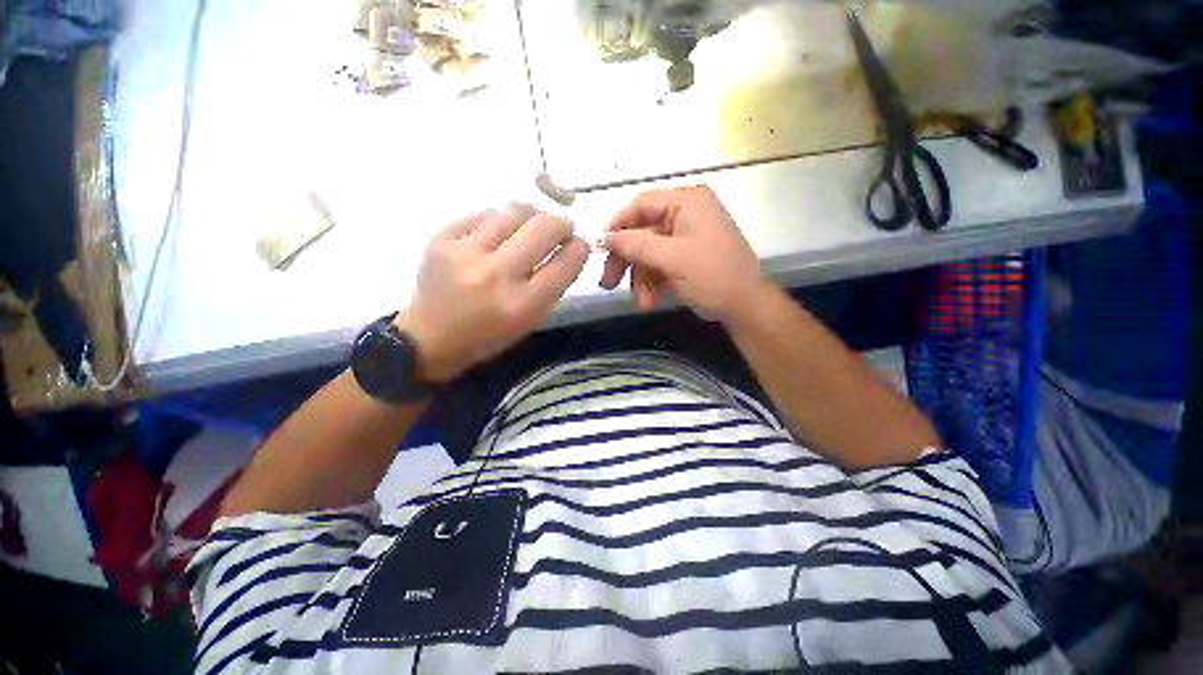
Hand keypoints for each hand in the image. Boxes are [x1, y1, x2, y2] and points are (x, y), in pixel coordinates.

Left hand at [398, 205, 588, 382]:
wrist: (429, 338)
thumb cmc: (488, 336)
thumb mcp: (531, 321)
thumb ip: (554, 285)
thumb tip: (572, 247)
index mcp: (522, 305)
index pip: (566, 262)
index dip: (580, 247)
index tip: (579, 245)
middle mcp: (496, 275)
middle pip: (545, 226)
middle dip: (562, 224)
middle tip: (559, 231)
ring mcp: (466, 252)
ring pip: (516, 210)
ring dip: (533, 216)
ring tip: (529, 229)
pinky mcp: (442, 237)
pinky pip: (485, 213)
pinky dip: (500, 220)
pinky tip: (498, 234)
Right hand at [599, 186, 764, 323]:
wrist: (745, 306)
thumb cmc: (712, 276)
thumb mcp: (671, 259)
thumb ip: (635, 245)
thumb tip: (603, 238)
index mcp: (687, 201)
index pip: (641, 205)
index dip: (617, 227)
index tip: (600, 250)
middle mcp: (686, 213)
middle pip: (642, 232)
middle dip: (627, 261)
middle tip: (608, 283)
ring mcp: (687, 236)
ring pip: (649, 252)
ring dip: (641, 278)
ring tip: (642, 301)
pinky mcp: (687, 255)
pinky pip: (661, 263)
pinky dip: (653, 282)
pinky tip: (650, 300)